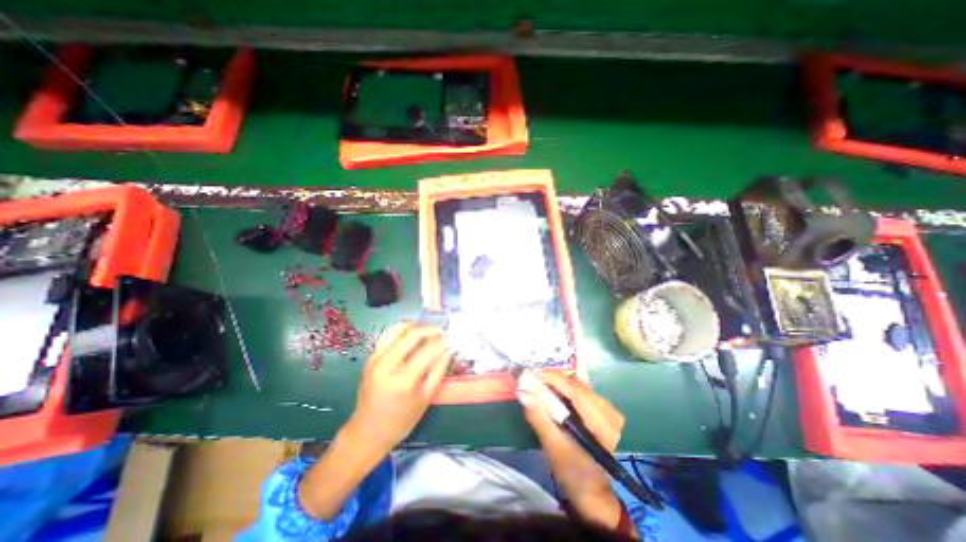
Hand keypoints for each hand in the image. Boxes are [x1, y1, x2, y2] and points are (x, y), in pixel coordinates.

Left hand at [344, 325, 452, 455]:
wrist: (366, 433)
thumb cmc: (401, 421)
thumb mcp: (425, 398)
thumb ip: (439, 370)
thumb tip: (449, 349)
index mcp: (403, 380)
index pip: (428, 350)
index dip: (442, 342)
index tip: (451, 340)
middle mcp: (387, 364)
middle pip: (412, 333)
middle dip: (430, 329)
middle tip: (442, 331)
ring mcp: (376, 358)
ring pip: (398, 328)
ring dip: (416, 325)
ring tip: (429, 331)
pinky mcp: (371, 357)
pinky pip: (389, 334)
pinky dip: (404, 331)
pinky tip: (414, 336)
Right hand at [521, 373, 626, 529]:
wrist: (592, 489)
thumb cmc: (571, 471)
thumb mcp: (552, 447)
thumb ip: (539, 417)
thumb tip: (524, 392)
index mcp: (601, 425)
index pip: (576, 391)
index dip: (553, 378)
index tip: (532, 374)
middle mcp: (610, 414)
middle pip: (578, 385)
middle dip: (554, 380)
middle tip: (534, 380)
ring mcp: (611, 411)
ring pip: (580, 386)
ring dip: (560, 384)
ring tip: (542, 387)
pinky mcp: (607, 411)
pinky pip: (583, 391)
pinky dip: (567, 389)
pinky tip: (557, 395)